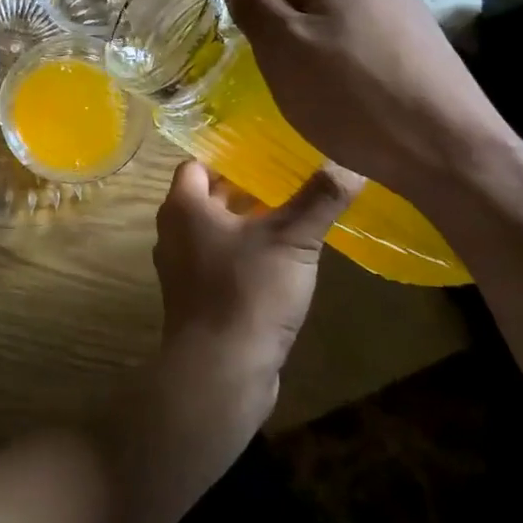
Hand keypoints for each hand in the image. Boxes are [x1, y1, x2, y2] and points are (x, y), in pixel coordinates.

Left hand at [151, 159, 357, 407]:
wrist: (220, 372)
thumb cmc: (247, 292)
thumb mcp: (291, 241)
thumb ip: (319, 199)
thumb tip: (350, 163)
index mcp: (184, 207)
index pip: (197, 164)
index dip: (228, 156)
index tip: (264, 150)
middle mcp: (173, 232)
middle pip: (206, 197)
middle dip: (243, 188)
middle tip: (285, 177)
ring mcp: (181, 268)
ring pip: (213, 231)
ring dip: (245, 222)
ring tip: (289, 214)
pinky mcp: (195, 299)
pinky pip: (217, 262)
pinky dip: (242, 253)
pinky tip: (279, 261)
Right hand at [225, 0, 521, 207]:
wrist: (448, 150)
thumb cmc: (350, 96)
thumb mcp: (281, 48)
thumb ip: (254, 6)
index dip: (262, 9)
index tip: (267, 52)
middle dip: (295, 32)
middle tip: (293, 78)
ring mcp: (412, 14)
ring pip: (345, 24)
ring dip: (327, 52)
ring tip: (330, 97)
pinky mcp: (432, 49)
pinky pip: (375, 48)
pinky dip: (360, 70)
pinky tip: (365, 105)